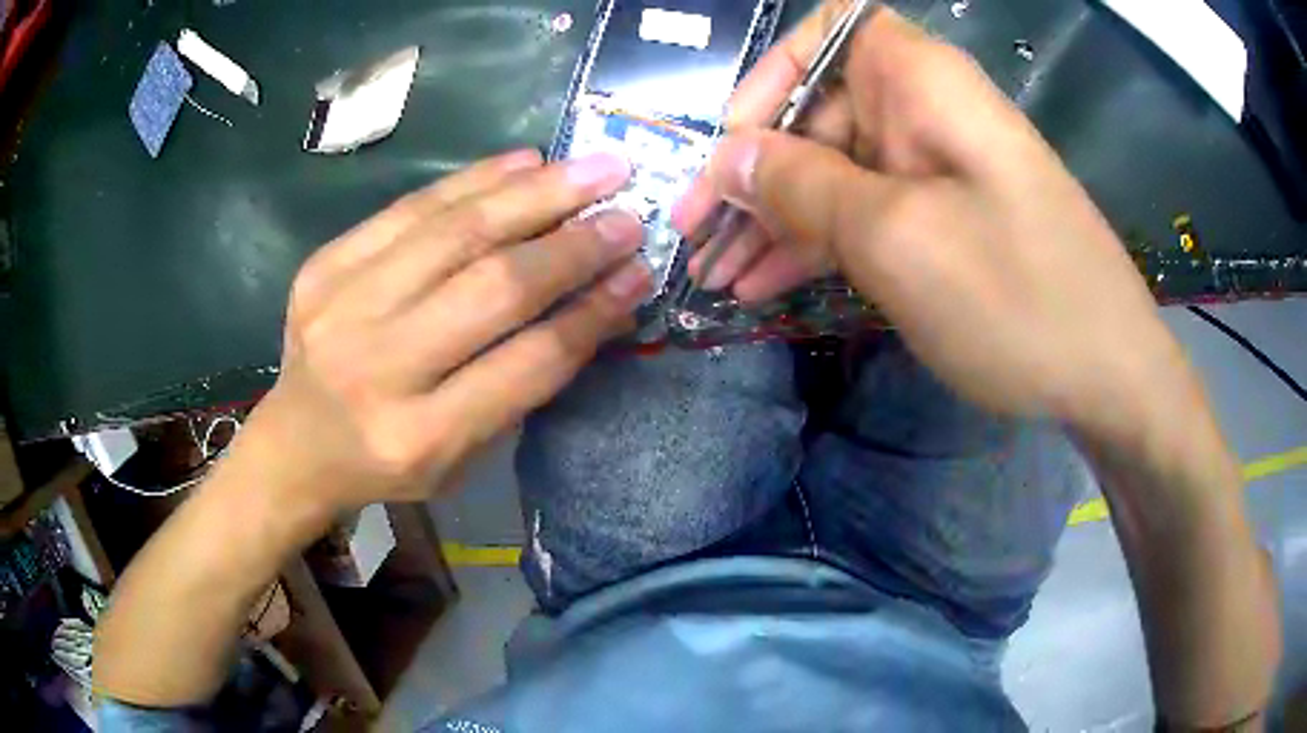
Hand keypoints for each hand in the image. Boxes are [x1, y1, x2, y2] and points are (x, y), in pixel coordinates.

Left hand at [238, 149, 647, 513]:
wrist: (296, 443)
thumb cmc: (388, 462)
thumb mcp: (462, 455)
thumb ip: (522, 382)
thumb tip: (595, 297)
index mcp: (420, 438)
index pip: (526, 362)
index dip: (591, 312)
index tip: (638, 272)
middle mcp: (377, 369)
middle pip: (491, 287)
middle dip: (572, 245)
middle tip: (627, 211)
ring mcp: (341, 308)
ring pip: (453, 232)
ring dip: (534, 194)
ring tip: (593, 168)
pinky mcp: (322, 266)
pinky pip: (409, 208)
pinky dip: (472, 180)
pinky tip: (522, 162)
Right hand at [675, 5, 1186, 426]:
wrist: (1108, 376)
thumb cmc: (1017, 297)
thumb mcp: (895, 237)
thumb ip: (800, 186)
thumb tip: (725, 158)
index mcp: (921, 81)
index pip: (824, 37)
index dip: (768, 80)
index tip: (732, 145)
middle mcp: (925, 111)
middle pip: (818, 115)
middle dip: (752, 174)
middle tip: (693, 239)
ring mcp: (935, 171)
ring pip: (834, 174)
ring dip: (772, 223)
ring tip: (712, 277)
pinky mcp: (942, 222)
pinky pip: (864, 217)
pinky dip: (815, 248)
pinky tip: (761, 287)